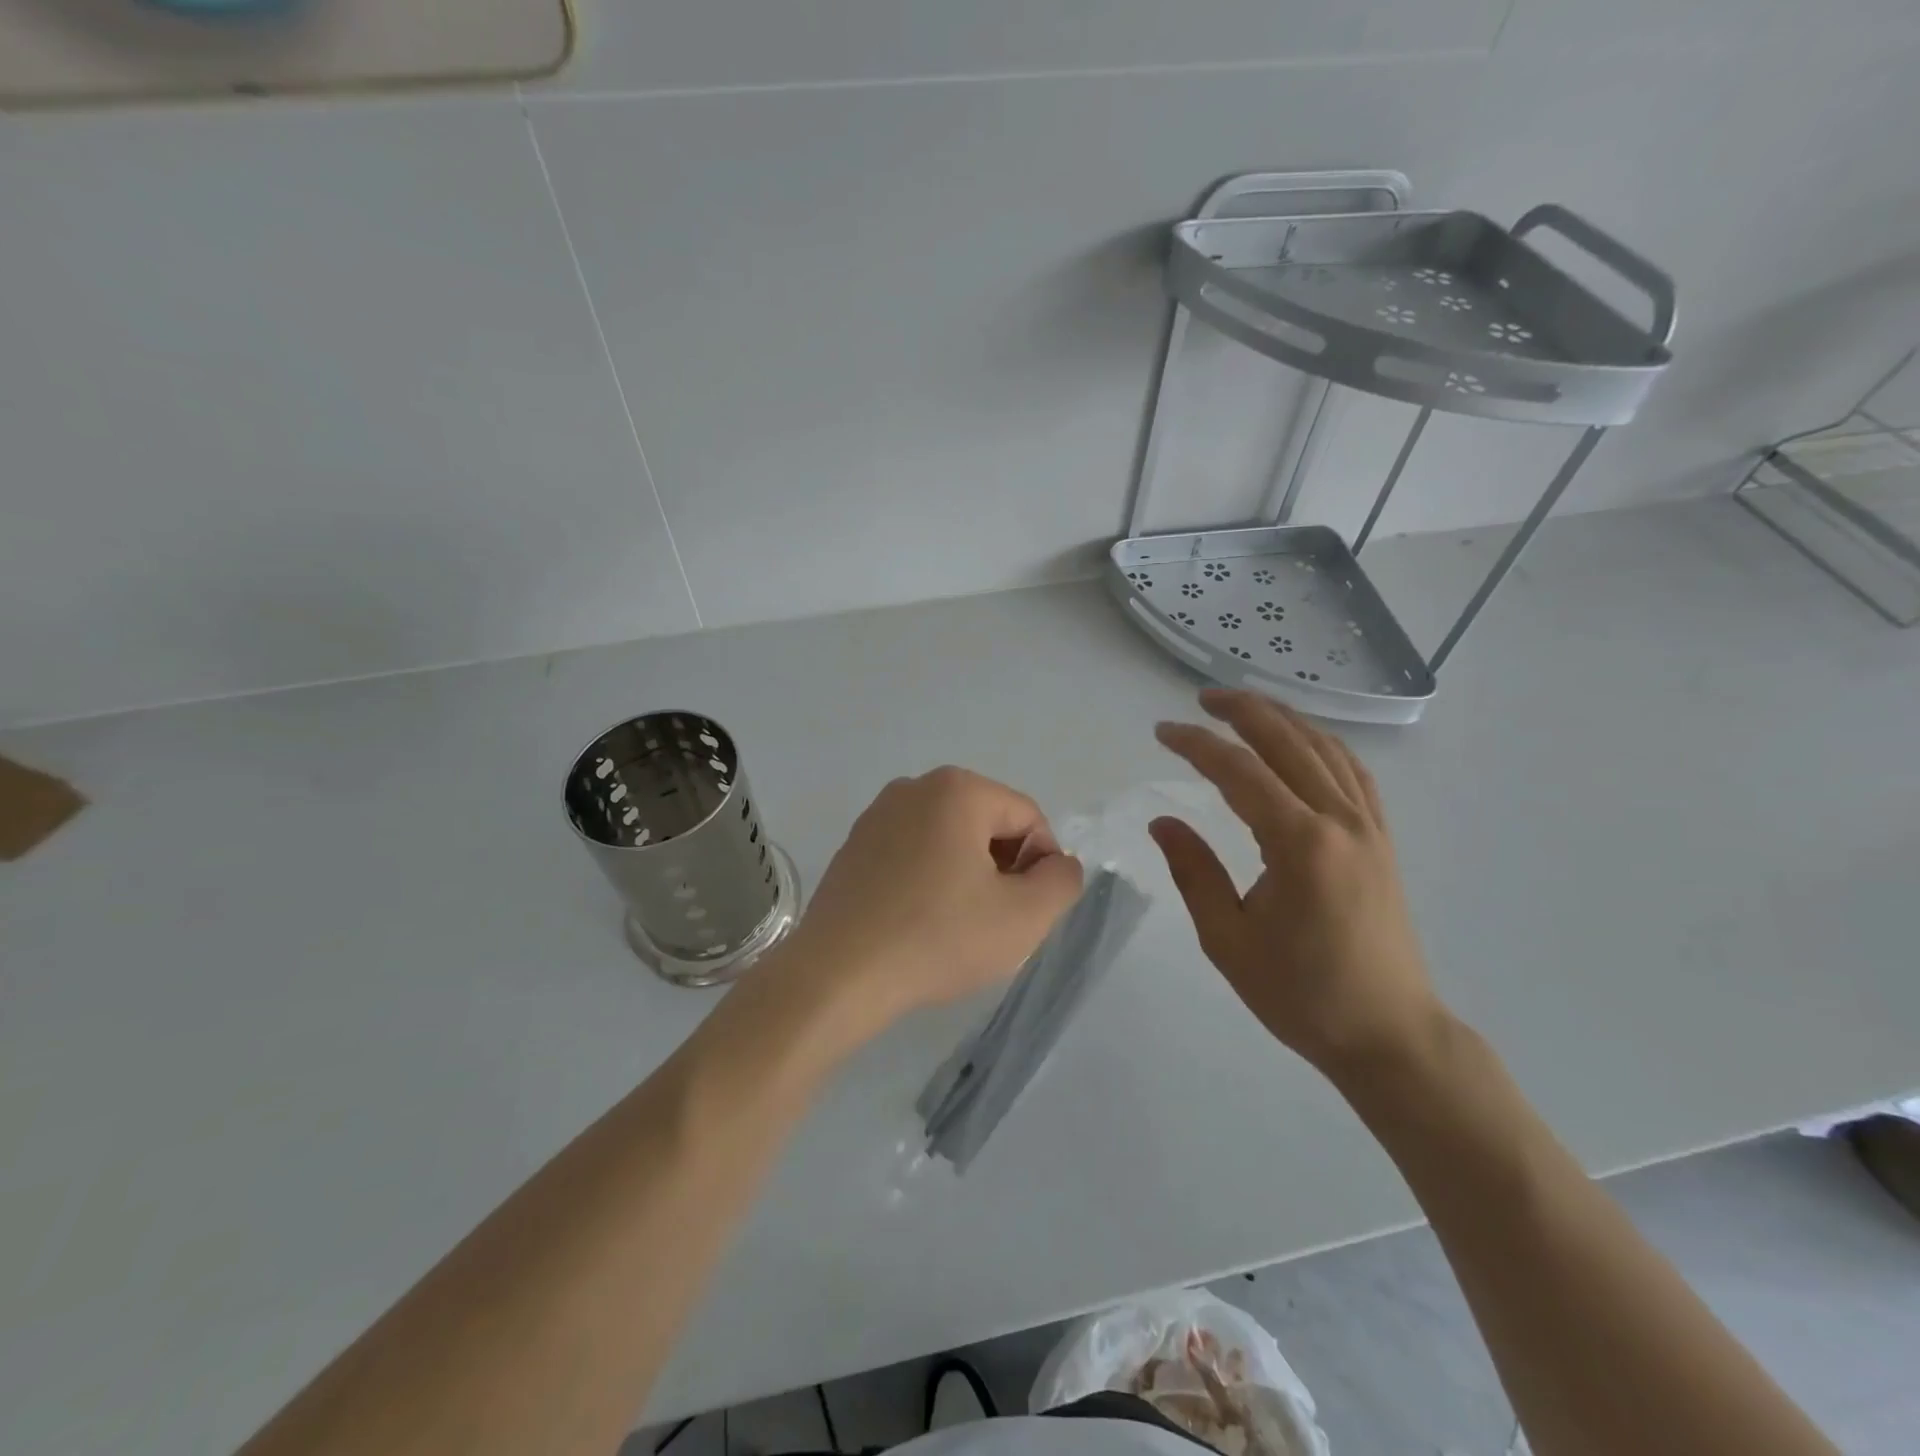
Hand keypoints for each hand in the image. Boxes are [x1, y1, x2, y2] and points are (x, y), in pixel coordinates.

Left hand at [782, 767, 1084, 1033]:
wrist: (838, 975)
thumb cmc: (938, 938)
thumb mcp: (1025, 916)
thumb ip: (1062, 880)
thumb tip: (1057, 864)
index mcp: (957, 789)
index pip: (1028, 818)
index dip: (1041, 866)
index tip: (1026, 912)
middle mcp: (914, 787)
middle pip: (988, 824)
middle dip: (1003, 869)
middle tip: (994, 921)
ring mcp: (877, 815)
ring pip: (950, 839)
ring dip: (968, 876)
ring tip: (956, 926)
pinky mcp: (854, 846)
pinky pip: (913, 853)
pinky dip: (929, 880)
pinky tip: (920, 923)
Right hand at [1149, 689, 1440, 1072]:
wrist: (1389, 1034)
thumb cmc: (1302, 995)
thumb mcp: (1228, 940)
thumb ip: (1194, 871)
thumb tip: (1163, 821)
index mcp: (1300, 845)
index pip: (1240, 773)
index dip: (1198, 745)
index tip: (1163, 732)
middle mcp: (1341, 822)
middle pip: (1289, 743)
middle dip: (1244, 711)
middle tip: (1202, 699)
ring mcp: (1370, 828)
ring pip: (1326, 750)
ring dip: (1284, 719)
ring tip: (1246, 707)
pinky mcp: (1382, 840)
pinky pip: (1353, 773)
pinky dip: (1322, 745)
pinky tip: (1303, 742)